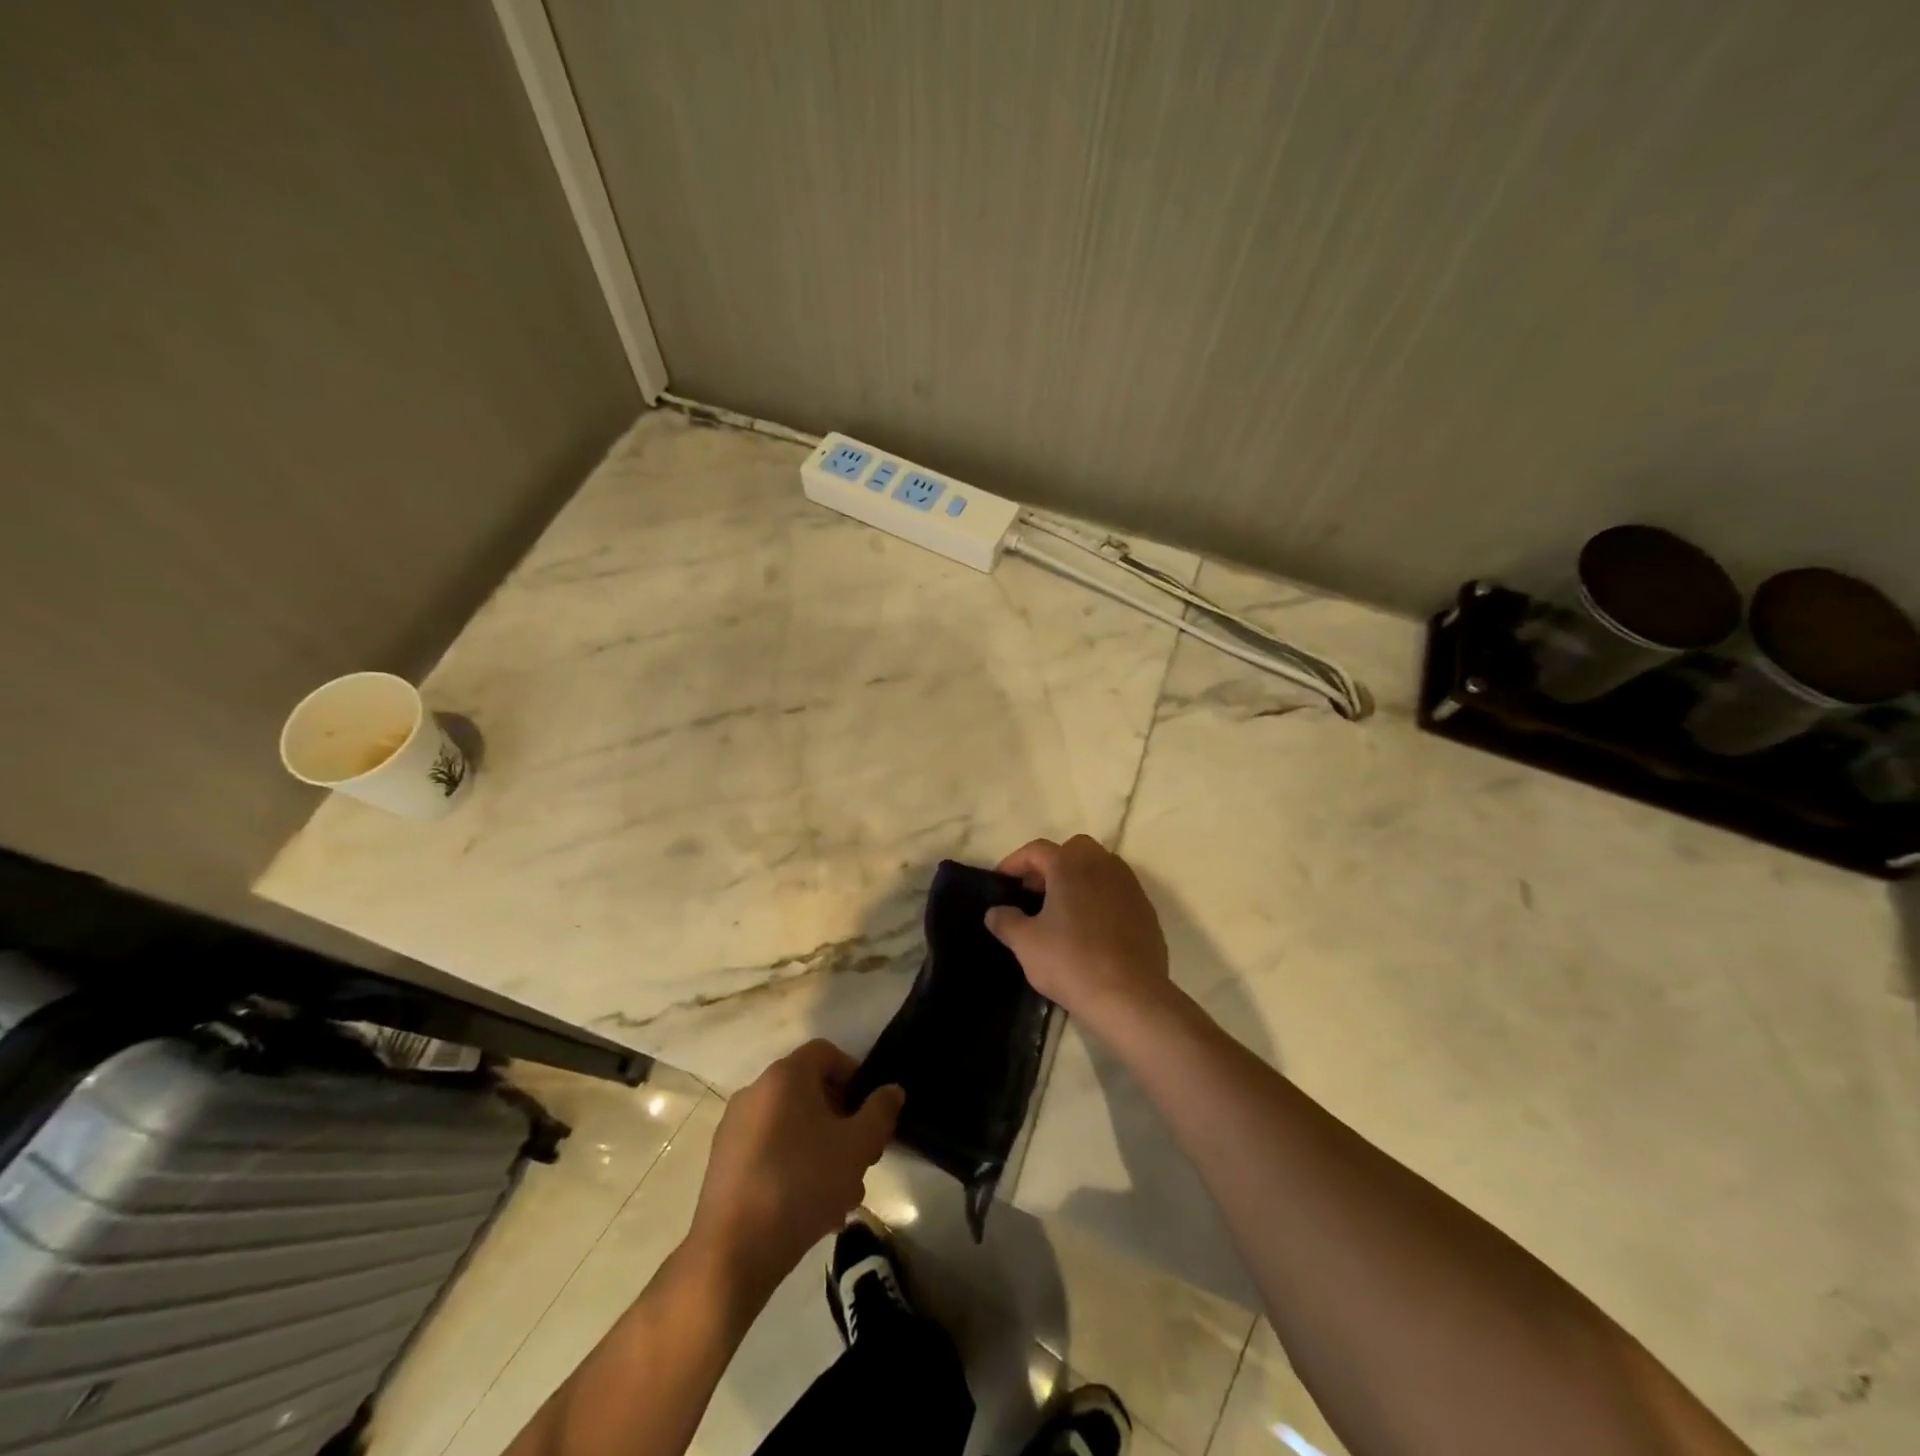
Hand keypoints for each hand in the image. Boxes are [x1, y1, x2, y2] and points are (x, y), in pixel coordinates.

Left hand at [689, 1041, 903, 1302]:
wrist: (733, 1251)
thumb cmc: (803, 1184)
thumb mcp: (857, 1147)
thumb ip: (880, 1112)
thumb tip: (892, 1090)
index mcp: (786, 1076)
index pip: (826, 1053)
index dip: (853, 1075)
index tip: (868, 1112)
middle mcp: (755, 1091)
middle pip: (809, 1092)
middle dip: (840, 1121)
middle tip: (860, 1157)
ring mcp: (734, 1128)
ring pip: (791, 1126)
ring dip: (820, 1150)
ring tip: (840, 1195)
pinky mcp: (722, 1163)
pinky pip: (768, 1151)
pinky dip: (791, 1167)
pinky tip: (808, 1209)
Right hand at [984, 835, 1171, 1030]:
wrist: (1129, 996)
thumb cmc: (1071, 961)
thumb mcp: (1025, 943)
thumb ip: (1006, 921)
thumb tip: (994, 912)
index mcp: (1070, 865)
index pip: (1037, 849)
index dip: (1015, 862)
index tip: (1002, 881)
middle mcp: (1102, 865)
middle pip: (1073, 850)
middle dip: (1051, 864)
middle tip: (1034, 892)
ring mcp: (1129, 886)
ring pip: (1100, 867)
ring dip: (1078, 879)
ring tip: (1061, 909)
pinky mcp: (1146, 910)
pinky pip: (1117, 892)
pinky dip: (1100, 898)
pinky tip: (1090, 928)